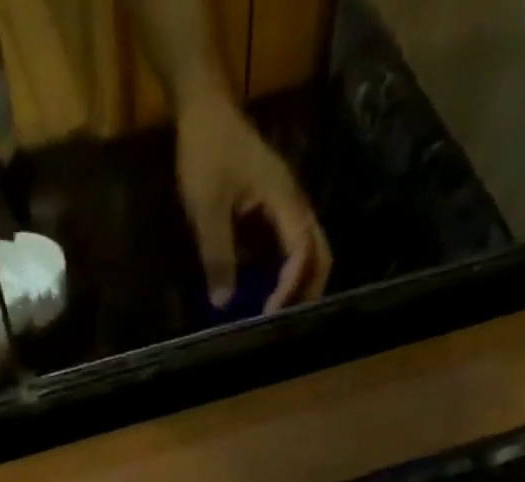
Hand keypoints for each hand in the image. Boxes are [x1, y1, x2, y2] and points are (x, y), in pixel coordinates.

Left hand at [174, 96, 331, 312]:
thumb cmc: (207, 152)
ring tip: (278, 317)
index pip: (302, 251)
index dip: (291, 287)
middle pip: (319, 255)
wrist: (205, 111)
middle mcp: (295, 205)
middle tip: (284, 327)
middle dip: (307, 292)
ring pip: (309, 253)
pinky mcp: (275, 213)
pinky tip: (267, 295)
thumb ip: (217, 255)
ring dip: (299, 286)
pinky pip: (290, 250)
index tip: (271, 314)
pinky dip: (286, 275)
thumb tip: (223, 303)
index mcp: (285, 200)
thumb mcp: (207, 208)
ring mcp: (287, 208)